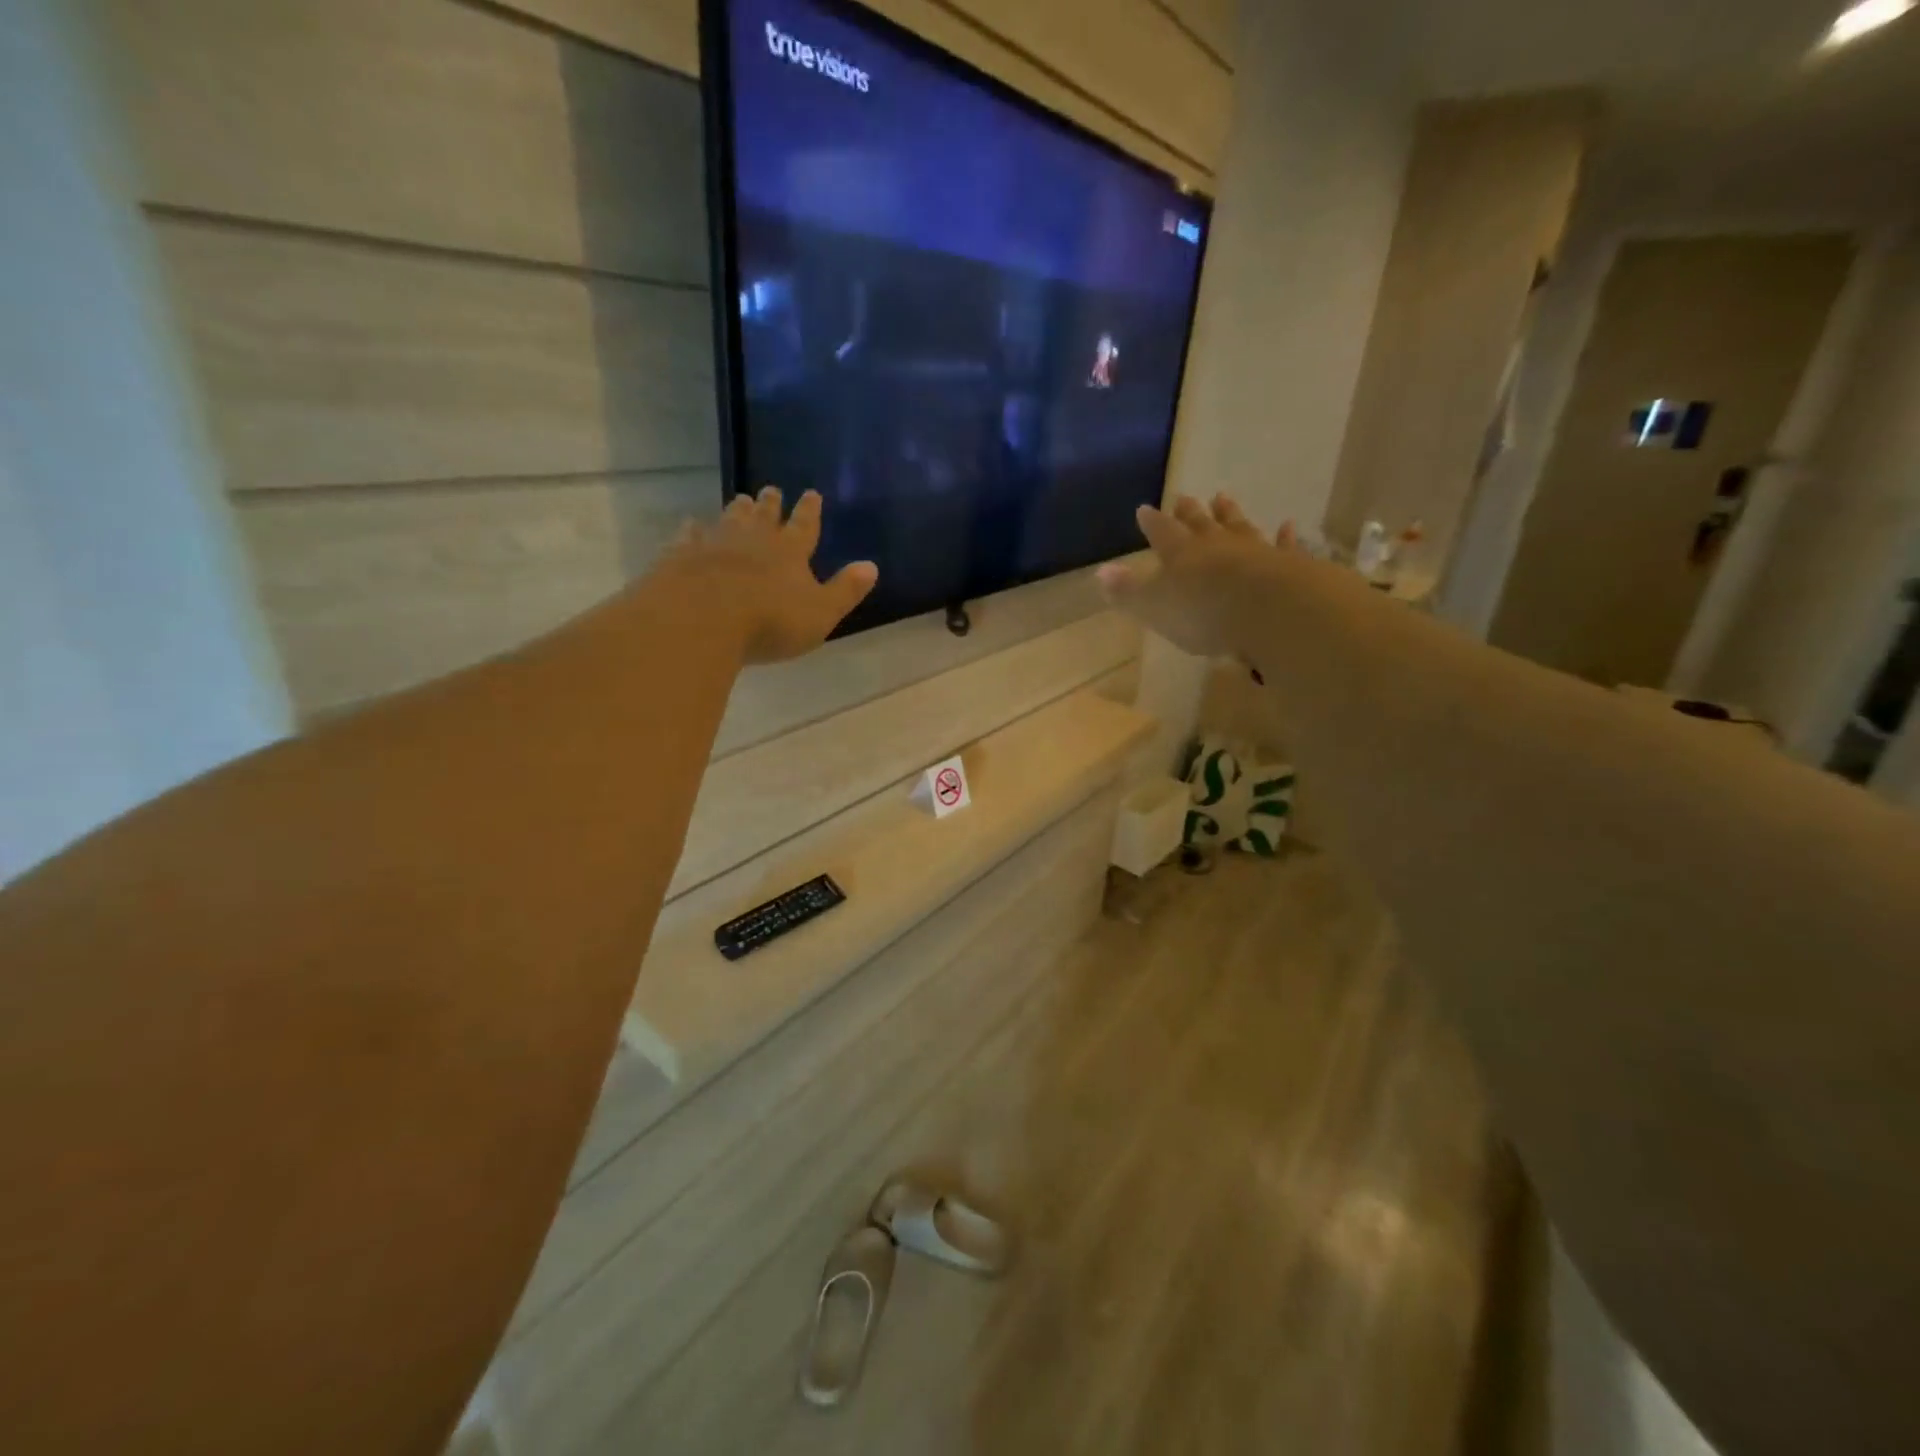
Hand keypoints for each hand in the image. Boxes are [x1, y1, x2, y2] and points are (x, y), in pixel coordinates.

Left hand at [664, 487, 877, 663]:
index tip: (812, 493)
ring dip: (737, 509)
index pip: (805, 525)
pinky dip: (692, 529)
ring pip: (729, 519)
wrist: (701, 618)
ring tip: (742, 499)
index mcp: (790, 552)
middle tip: (771, 489)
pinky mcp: (681, 555)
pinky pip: (688, 536)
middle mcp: (753, 539)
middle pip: (765, 516)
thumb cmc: (769, 621)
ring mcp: (714, 544)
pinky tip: (690, 525)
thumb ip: (845, 590)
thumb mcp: (820, 613)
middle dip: (771, 504)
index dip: (810, 510)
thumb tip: (872, 566)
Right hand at [1097, 494, 1287, 658]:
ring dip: (1229, 513)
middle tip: (1183, 497)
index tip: (1144, 509)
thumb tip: (1100, 572)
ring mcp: (1253, 550)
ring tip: (1223, 498)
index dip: (1152, 523)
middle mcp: (1215, 545)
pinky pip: (1283, 545)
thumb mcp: (1153, 607)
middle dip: (1189, 512)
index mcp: (1180, 554)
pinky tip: (1288, 525)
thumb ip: (1128, 591)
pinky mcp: (1286, 564)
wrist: (1266, 608)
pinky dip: (1285, 536)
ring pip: (1238, 526)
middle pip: (1199, 524)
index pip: (1161, 533)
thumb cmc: (1201, 611)